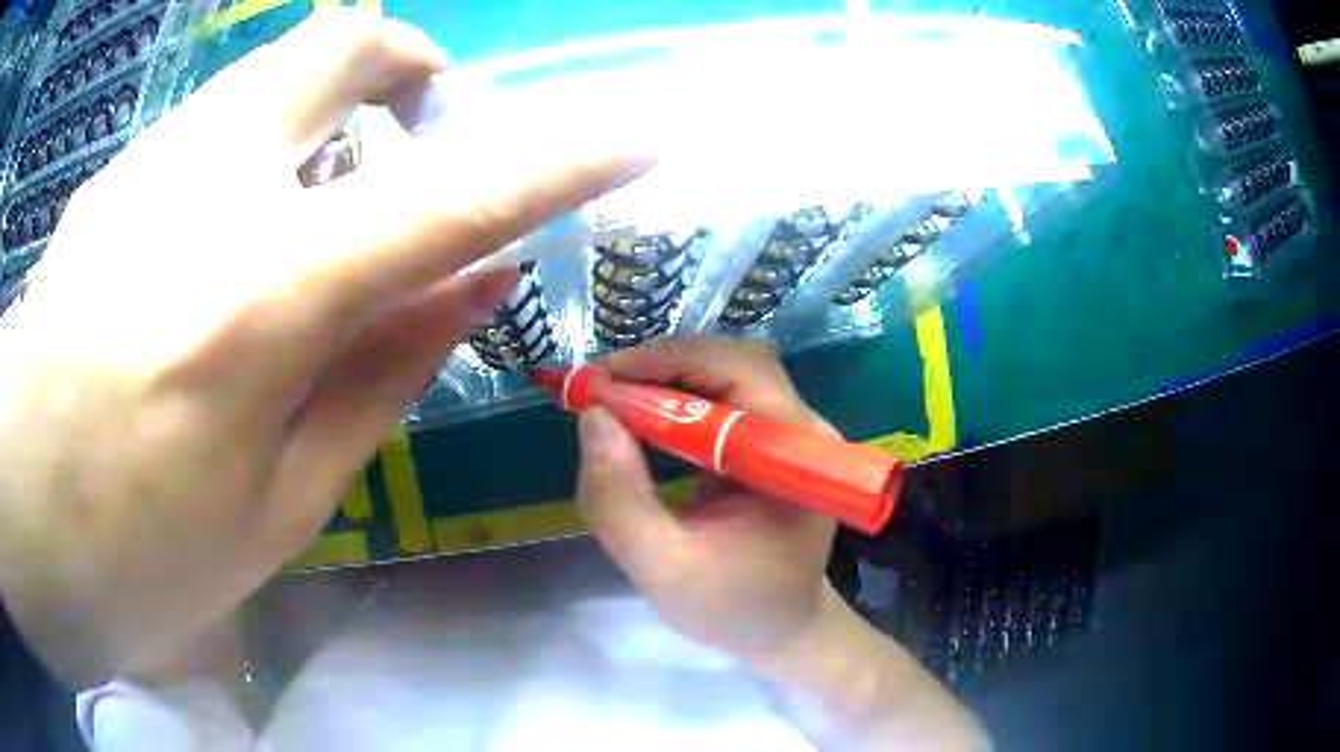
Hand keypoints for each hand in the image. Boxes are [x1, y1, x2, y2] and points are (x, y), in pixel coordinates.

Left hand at [0, 11, 648, 686]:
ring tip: (302, 207)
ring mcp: (144, 168)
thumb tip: (473, 282)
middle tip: (415, 123)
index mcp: (258, 303)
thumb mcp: (280, 506)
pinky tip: (211, 242)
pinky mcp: (109, 179)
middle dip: (405, 64)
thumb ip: (380, 377)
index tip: (634, 137)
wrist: (27, 518)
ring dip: (320, 109)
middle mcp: (202, 194)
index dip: (560, 160)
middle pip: (342, 43)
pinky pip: (209, 124)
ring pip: (269, 72)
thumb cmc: (142, 551)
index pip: (453, 198)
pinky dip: (248, 151)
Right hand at [576, 336, 988, 749]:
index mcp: (796, 459)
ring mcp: (793, 432)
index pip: (741, 374)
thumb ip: (621, 501)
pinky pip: (723, 398)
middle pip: (734, 364)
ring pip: (726, 374)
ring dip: (664, 378)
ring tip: (611, 400)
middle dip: (661, 366)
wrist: (781, 628)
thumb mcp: (663, 569)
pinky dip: (675, 398)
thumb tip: (593, 417)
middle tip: (599, 388)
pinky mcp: (772, 441)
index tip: (603, 379)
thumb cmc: (732, 608)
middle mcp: (804, 431)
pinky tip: (640, 417)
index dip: (670, 364)